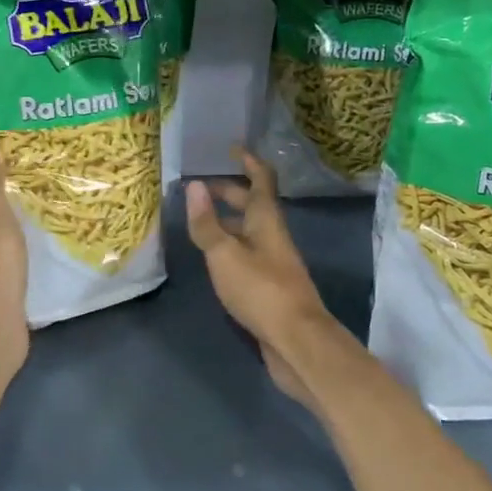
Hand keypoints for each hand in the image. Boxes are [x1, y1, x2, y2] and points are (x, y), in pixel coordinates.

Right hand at [185, 148, 338, 409]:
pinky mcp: (269, 286)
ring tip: (199, 219)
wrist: (297, 342)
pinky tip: (213, 257)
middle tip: (201, 187)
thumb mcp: (225, 254)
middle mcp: (272, 236)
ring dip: (227, 221)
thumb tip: (194, 186)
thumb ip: (207, 223)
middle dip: (229, 192)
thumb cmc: (261, 290)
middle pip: (253, 205)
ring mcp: (273, 262)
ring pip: (248, 232)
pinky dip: (229, 247)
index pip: (261, 180)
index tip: (232, 148)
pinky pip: (246, 255)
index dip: (248, 162)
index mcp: (266, 220)